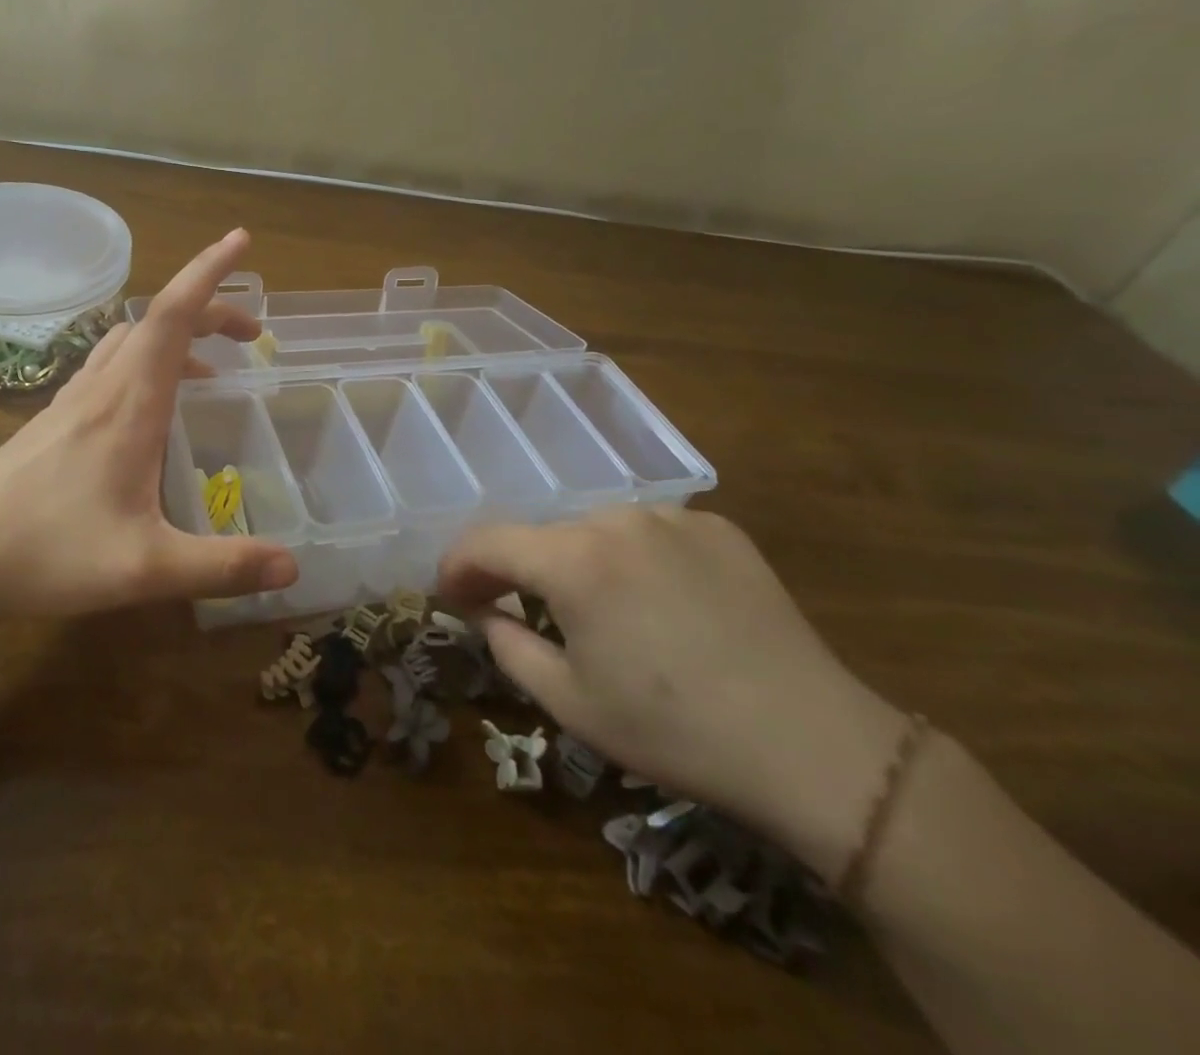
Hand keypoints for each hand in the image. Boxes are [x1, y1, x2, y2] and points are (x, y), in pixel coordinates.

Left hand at [0, 229, 297, 622]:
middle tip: (251, 334)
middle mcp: (101, 389)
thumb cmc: (47, 552)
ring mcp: (71, 402)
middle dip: (209, 310)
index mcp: (129, 404)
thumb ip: (222, 567)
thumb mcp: (144, 568)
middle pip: (157, 321)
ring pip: (129, 342)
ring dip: (174, 337)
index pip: (173, 315)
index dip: (210, 273)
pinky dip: (145, 364)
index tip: (240, 240)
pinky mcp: (53, 422)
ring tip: (209, 368)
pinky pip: (108, 368)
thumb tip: (294, 568)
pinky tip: (148, 408)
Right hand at [440, 507, 908, 874]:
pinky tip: (660, 603)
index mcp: (572, 559)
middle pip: (542, 536)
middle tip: (517, 611)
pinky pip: (650, 534)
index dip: (457, 565)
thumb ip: (506, 645)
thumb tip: (483, 611)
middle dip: (519, 570)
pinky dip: (634, 559)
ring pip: (595, 531)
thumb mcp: (570, 702)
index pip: (487, 542)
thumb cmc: (674, 729)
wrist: (813, 745)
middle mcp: (614, 520)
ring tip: (598, 611)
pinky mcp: (718, 527)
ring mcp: (671, 517)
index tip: (449, 593)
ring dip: (578, 563)